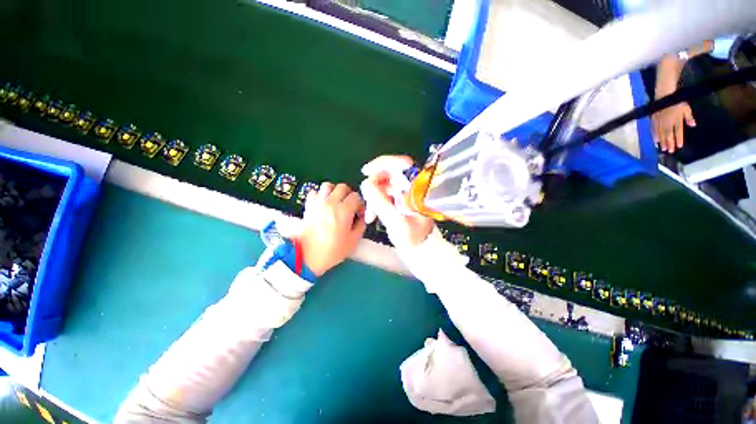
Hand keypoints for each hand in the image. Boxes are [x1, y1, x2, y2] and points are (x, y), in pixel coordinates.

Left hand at [298, 182, 366, 276]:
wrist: (308, 257)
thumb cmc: (333, 250)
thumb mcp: (353, 241)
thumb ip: (361, 225)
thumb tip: (362, 217)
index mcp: (344, 211)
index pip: (355, 196)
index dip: (359, 203)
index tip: (359, 212)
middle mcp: (331, 203)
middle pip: (342, 187)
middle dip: (349, 194)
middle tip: (349, 204)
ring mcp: (318, 203)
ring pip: (327, 185)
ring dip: (334, 191)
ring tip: (336, 201)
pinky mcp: (308, 206)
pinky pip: (314, 193)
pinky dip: (320, 195)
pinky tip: (323, 204)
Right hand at [360, 156, 434, 247]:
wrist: (420, 250)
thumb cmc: (413, 238)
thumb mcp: (396, 222)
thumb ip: (380, 202)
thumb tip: (365, 183)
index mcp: (418, 189)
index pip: (402, 164)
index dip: (382, 163)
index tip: (366, 171)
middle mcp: (413, 186)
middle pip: (390, 174)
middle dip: (374, 186)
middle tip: (366, 200)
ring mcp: (407, 193)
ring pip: (385, 185)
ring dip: (374, 197)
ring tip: (370, 214)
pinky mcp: (402, 199)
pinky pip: (385, 194)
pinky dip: (377, 202)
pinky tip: (372, 215)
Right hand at [652, 102, 695, 152]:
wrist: (664, 93)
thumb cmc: (677, 100)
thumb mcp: (686, 107)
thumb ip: (689, 116)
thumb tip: (693, 124)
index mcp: (676, 119)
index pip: (678, 131)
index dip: (679, 139)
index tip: (679, 146)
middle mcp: (668, 122)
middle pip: (669, 134)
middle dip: (669, 143)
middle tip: (669, 151)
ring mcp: (660, 121)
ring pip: (661, 133)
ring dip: (662, 141)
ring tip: (662, 148)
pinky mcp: (654, 119)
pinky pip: (654, 129)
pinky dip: (655, 135)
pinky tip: (655, 140)